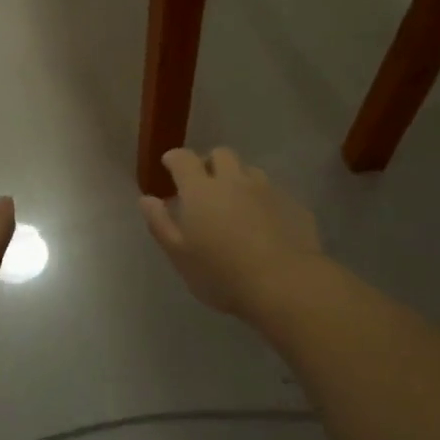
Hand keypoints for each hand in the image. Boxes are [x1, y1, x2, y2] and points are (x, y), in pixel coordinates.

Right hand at [141, 147, 321, 318]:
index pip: (184, 158)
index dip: (175, 158)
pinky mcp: (293, 205)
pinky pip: (273, 193)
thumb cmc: (221, 273)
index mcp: (200, 190)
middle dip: (209, 163)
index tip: (169, 165)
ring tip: (235, 202)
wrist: (284, 284)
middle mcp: (233, 180)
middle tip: (203, 184)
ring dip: (238, 178)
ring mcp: (266, 190)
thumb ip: (160, 223)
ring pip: (249, 171)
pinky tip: (264, 223)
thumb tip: (146, 199)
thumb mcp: (179, 255)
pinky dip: (262, 200)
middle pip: (221, 154)